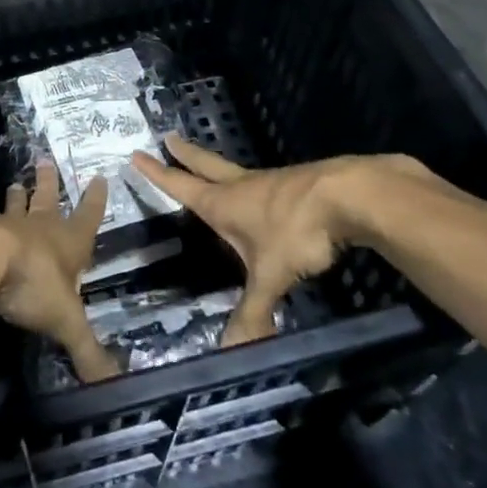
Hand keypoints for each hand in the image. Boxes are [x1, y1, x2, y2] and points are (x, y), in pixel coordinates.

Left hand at [0, 164, 121, 382]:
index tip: (99, 177)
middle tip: (45, 162)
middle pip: (48, 200)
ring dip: (18, 197)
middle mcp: (40, 228)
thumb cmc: (33, 283)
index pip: (88, 217)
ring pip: (16, 207)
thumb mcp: (66, 321)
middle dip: (50, 184)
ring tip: (15, 183)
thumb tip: (114, 385)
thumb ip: (87, 351)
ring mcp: (7, 226)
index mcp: (68, 242)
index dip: (96, 200)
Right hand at [131, 135, 395, 344]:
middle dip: (186, 154)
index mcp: (224, 203)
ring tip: (214, 170)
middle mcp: (243, 186)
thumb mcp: (271, 276)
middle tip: (169, 137)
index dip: (158, 173)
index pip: (182, 185)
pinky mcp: (299, 183)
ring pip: (237, 171)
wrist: (349, 196)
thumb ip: (253, 311)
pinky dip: (256, 184)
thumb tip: (232, 351)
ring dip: (219, 167)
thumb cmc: (296, 232)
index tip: (137, 154)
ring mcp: (272, 181)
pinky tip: (267, 193)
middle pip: (206, 164)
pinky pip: (269, 182)